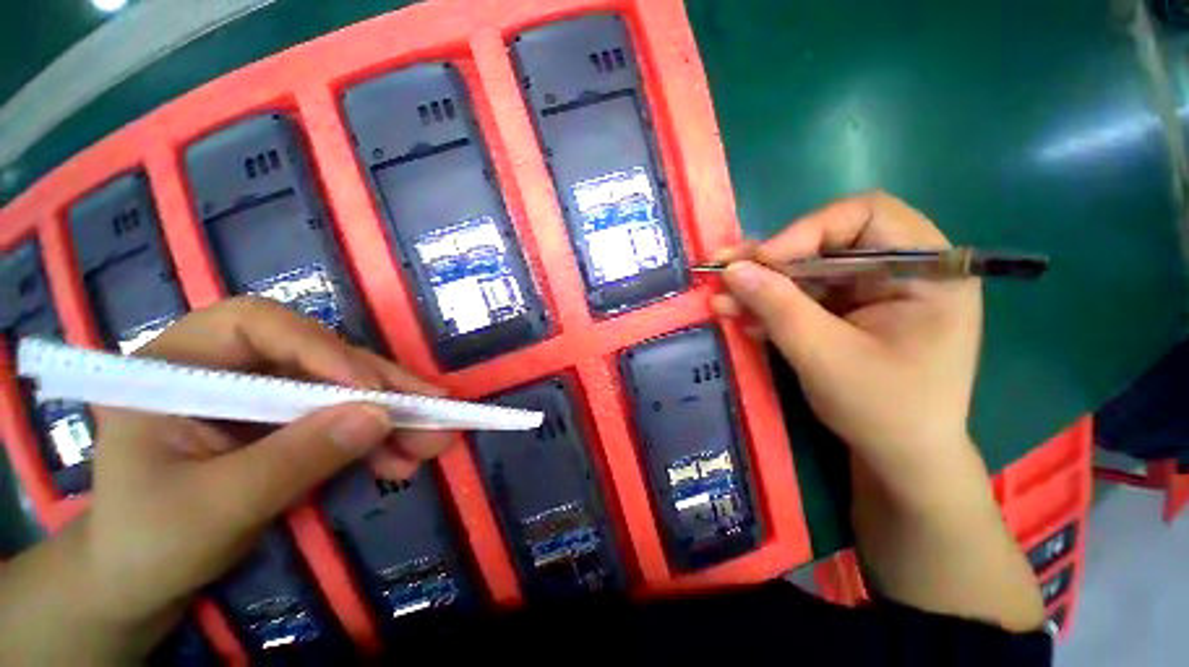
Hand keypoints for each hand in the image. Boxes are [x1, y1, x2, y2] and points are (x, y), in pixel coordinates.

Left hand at [58, 298, 450, 658]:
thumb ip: (296, 458)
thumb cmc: (150, 543)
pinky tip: (402, 459)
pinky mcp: (285, 422)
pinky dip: (377, 438)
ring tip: (431, 442)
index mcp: (178, 365)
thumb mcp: (217, 507)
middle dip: (379, 388)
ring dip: (390, 416)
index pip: (258, 325)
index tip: (368, 391)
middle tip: (431, 410)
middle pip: (319, 357)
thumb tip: (380, 417)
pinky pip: (342, 417)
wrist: (141, 582)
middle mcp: (225, 367)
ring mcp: (260, 395)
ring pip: (341, 388)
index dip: (320, 349)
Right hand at [711, 191, 981, 503]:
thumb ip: (778, 306)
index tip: (762, 260)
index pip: (866, 215)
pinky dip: (770, 306)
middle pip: (827, 242)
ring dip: (762, 286)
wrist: (898, 458)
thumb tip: (733, 269)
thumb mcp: (825, 355)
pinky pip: (803, 297)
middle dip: (772, 261)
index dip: (808, 230)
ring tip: (721, 299)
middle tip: (725, 270)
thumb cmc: (882, 410)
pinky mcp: (847, 311)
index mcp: (927, 271)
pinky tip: (741, 317)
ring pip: (807, 271)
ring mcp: (871, 292)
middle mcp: (901, 270)